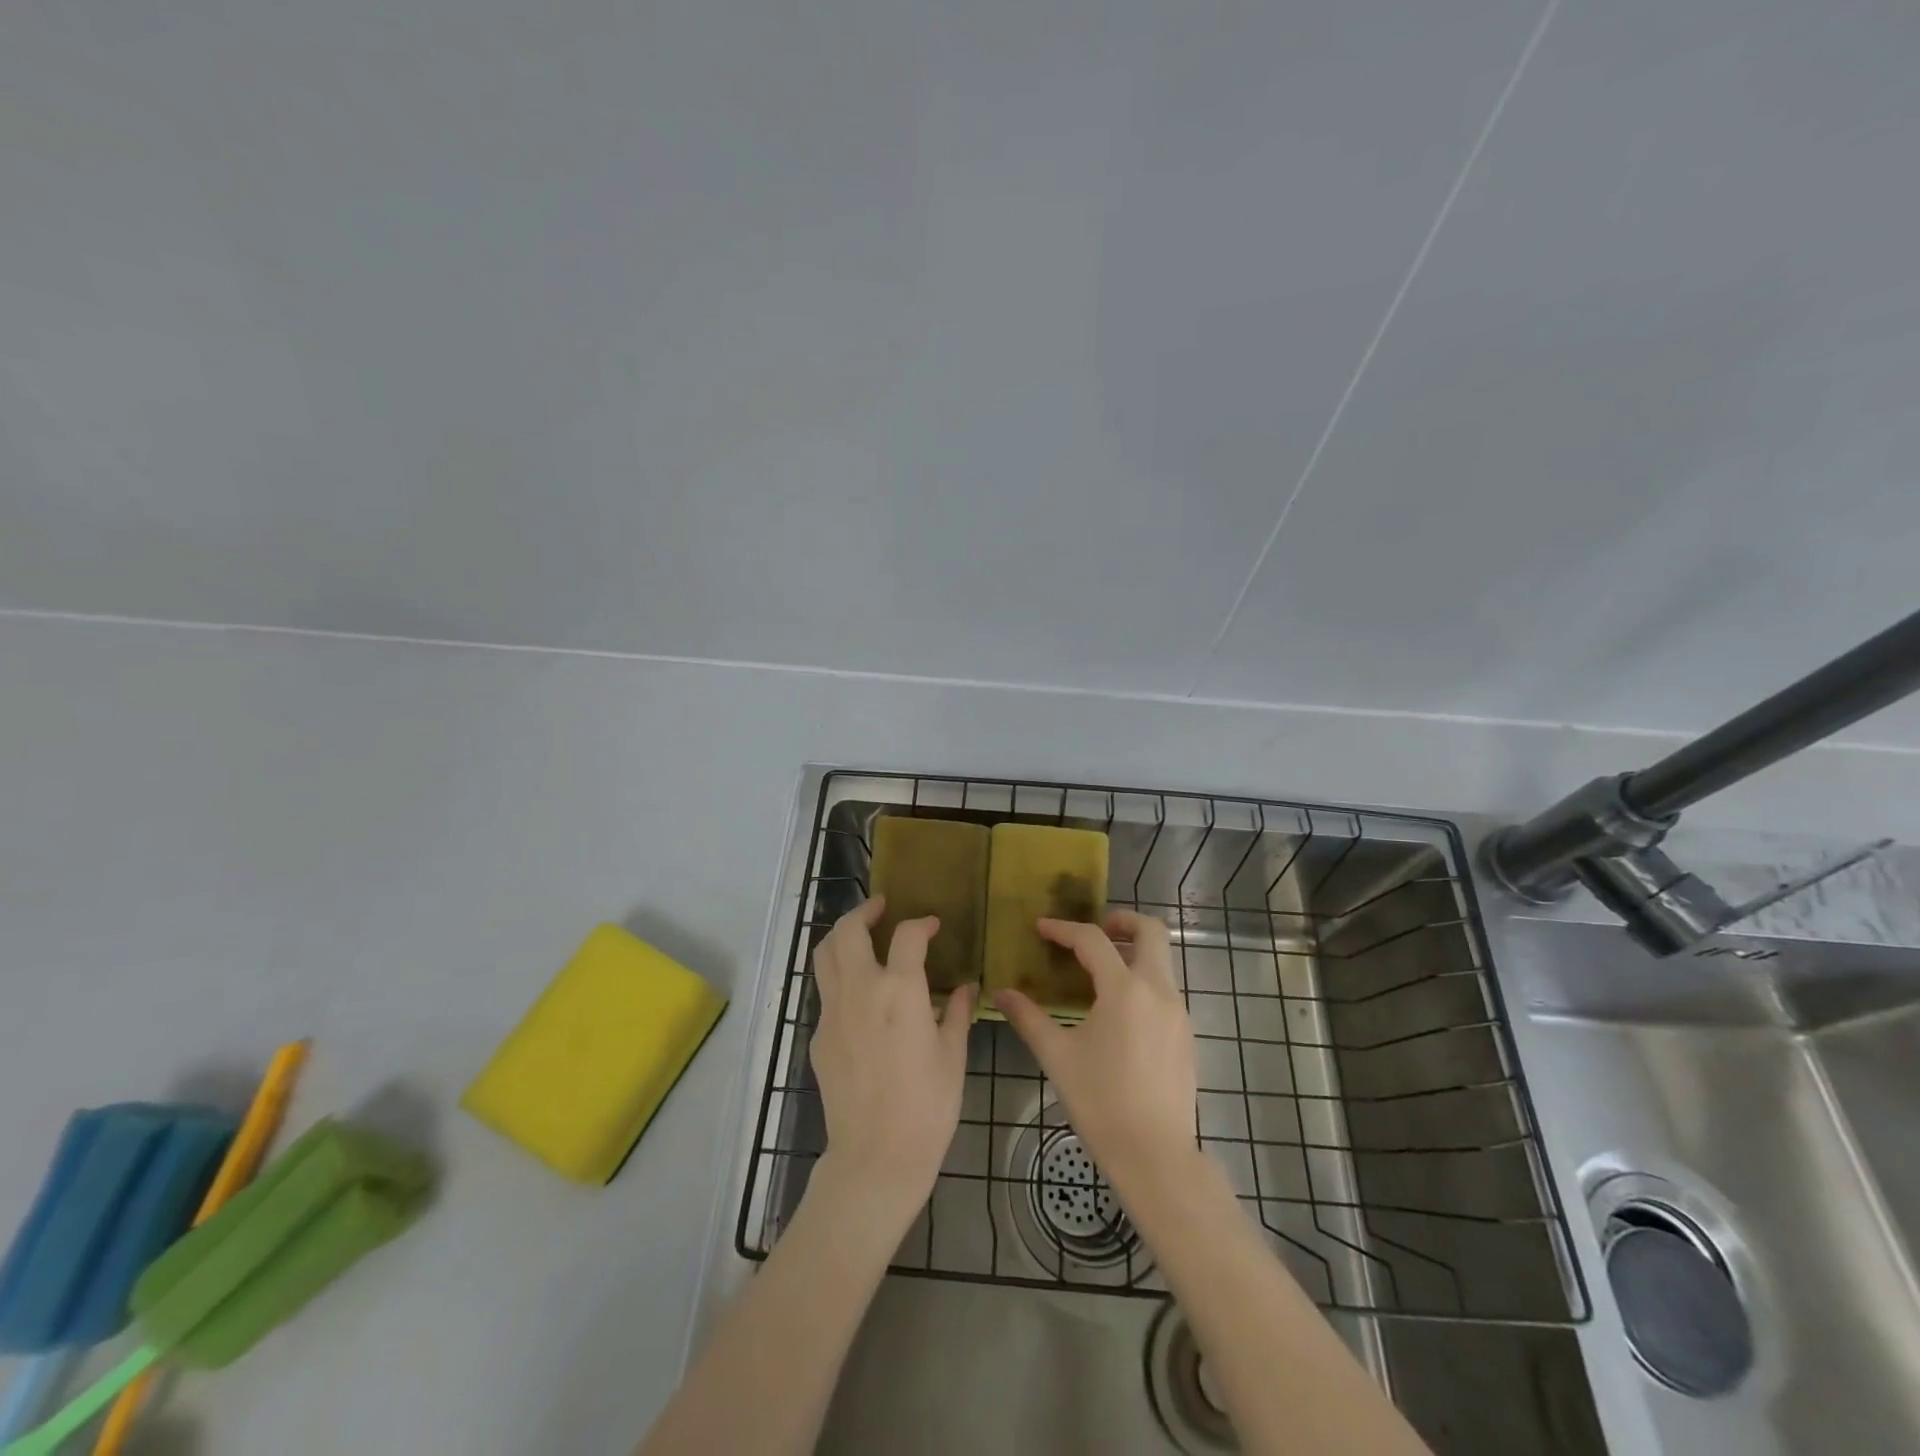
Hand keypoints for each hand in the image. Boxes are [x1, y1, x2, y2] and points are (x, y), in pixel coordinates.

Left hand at [808, 897, 974, 1225]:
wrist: (875, 1157)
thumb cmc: (928, 1107)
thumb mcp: (953, 1057)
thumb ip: (956, 1013)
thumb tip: (965, 987)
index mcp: (900, 991)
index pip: (907, 935)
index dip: (922, 923)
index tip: (932, 927)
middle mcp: (861, 990)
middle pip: (848, 930)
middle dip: (864, 911)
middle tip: (881, 908)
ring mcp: (833, 1012)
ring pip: (825, 954)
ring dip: (842, 935)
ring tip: (861, 935)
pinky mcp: (818, 1036)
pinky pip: (826, 993)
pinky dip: (840, 978)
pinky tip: (860, 996)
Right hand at [993, 911, 1197, 1187]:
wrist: (1155, 1155)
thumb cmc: (1101, 1102)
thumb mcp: (1057, 1056)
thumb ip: (1028, 1018)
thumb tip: (1001, 993)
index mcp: (1124, 990)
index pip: (1093, 940)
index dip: (1064, 929)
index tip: (1041, 927)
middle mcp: (1157, 990)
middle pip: (1151, 930)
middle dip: (1122, 920)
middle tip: (1094, 930)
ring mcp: (1178, 1012)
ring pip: (1162, 959)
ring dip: (1134, 950)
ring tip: (1101, 970)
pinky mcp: (1186, 1034)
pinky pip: (1166, 988)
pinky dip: (1143, 980)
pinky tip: (1119, 1010)